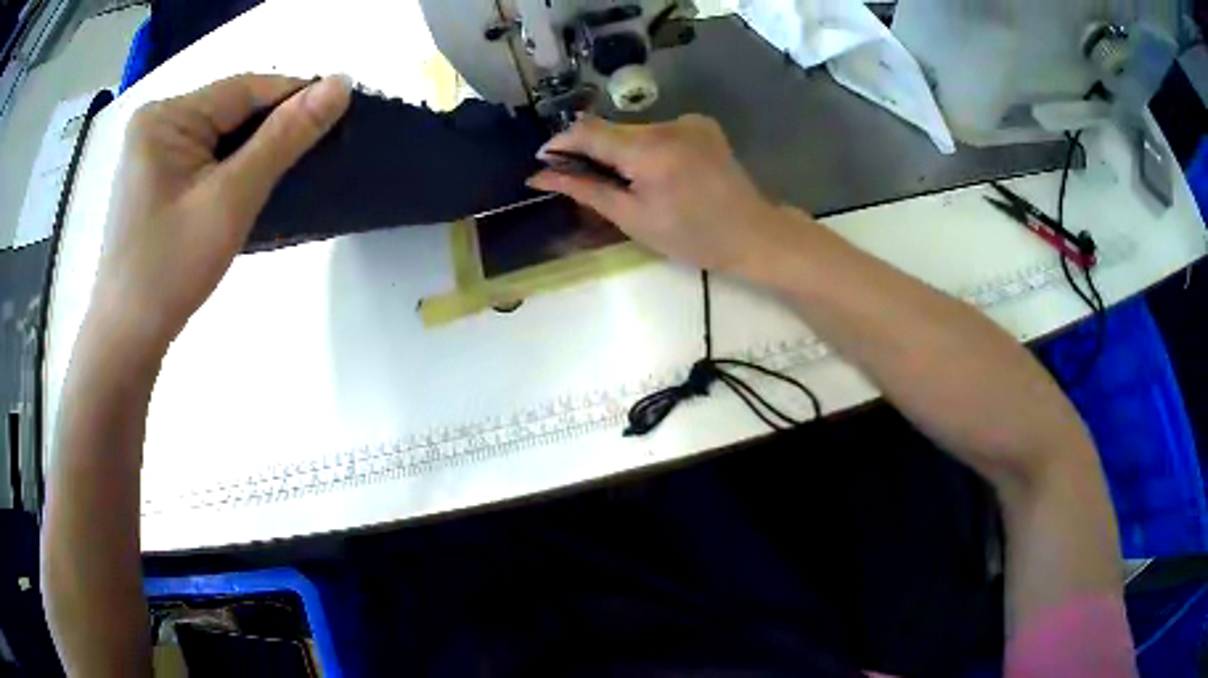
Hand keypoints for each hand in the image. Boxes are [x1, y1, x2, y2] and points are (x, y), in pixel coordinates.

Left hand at [88, 73, 350, 354]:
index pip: (245, 89)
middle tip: (317, 154)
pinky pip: (203, 159)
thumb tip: (342, 83)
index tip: (341, 116)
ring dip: (254, 152)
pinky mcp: (153, 180)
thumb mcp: (230, 199)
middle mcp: (157, 123)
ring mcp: (151, 153)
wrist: (126, 341)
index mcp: (167, 116)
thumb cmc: (170, 270)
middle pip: (230, 111)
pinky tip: (249, 187)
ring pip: (219, 136)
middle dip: (273, 129)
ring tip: (289, 173)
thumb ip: (284, 137)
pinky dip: (231, 169)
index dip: (296, 96)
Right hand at [527, 114, 807, 275]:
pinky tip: (658, 172)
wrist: (753, 233)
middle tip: (580, 179)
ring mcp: (688, 121)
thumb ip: (585, 190)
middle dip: (591, 150)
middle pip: (612, 129)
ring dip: (620, 150)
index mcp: (648, 151)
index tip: (544, 161)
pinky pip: (658, 131)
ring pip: (634, 130)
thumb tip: (540, 176)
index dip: (560, 142)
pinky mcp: (702, 124)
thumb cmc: (691, 237)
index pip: (588, 131)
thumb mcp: (632, 218)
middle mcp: (667, 124)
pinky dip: (647, 147)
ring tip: (626, 182)